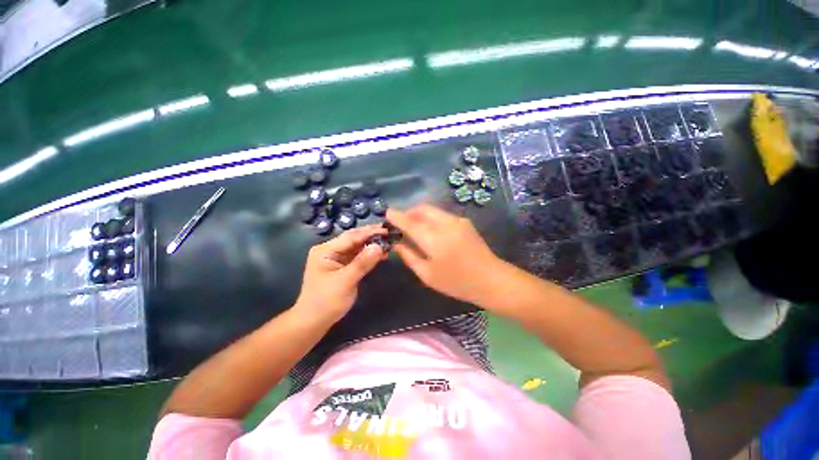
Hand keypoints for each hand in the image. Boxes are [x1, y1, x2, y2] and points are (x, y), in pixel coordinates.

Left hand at [294, 225, 387, 322]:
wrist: (313, 322)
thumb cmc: (326, 301)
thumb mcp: (345, 281)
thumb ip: (362, 263)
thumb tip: (379, 246)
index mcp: (326, 250)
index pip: (352, 236)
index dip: (370, 232)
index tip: (388, 229)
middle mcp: (330, 250)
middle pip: (354, 239)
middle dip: (372, 236)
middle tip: (390, 232)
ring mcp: (336, 258)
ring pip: (357, 247)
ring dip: (372, 245)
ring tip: (389, 242)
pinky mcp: (342, 266)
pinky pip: (357, 256)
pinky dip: (369, 254)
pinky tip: (381, 254)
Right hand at [386, 205, 504, 305]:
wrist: (491, 279)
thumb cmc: (456, 282)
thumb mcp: (427, 274)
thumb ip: (409, 256)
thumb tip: (397, 243)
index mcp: (433, 238)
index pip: (409, 222)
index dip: (396, 216)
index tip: (387, 213)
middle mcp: (445, 223)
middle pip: (422, 209)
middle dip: (409, 212)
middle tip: (401, 224)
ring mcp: (457, 220)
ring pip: (432, 210)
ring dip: (420, 215)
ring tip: (415, 228)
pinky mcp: (464, 222)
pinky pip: (442, 215)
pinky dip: (431, 218)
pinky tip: (431, 231)